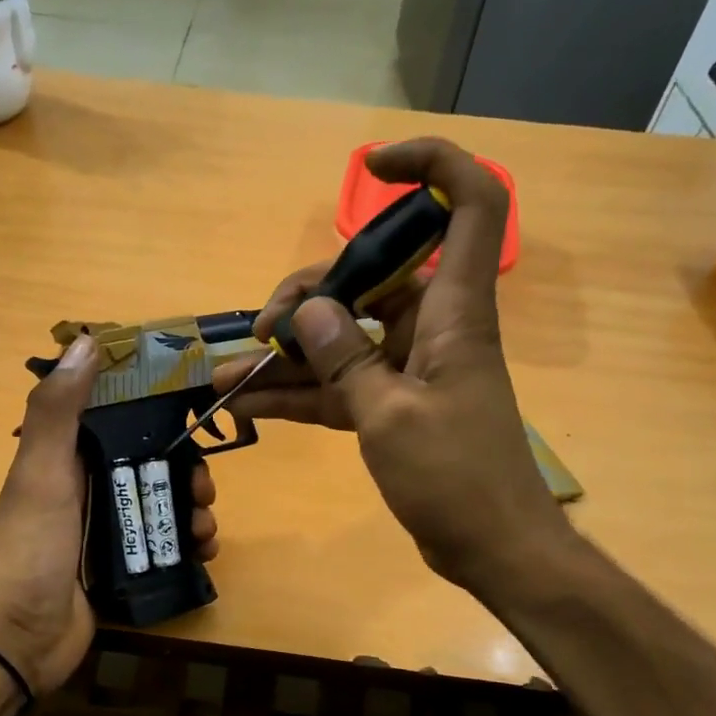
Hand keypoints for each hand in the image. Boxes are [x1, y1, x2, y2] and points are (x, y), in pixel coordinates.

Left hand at [0, 334, 219, 695]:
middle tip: (205, 488)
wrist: (18, 639)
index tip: (193, 408)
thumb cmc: (30, 549)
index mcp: (66, 458)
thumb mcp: (40, 473)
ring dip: (192, 509)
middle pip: (149, 463)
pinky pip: (164, 544)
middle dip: (185, 470)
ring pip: (162, 504)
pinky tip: (204, 551)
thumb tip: (86, 340)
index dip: (154, 409)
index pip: (117, 417)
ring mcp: (104, 529)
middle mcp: (87, 487)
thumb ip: (58, 410)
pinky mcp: (120, 566)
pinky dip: (188, 544)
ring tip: (205, 528)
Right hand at [209, 137, 564, 594]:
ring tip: (223, 374)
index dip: (430, 167)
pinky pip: (337, 388)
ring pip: (341, 340)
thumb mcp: (391, 417)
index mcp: (453, 311)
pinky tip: (244, 406)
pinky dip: (296, 395)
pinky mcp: (390, 408)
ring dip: (285, 356)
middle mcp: (431, 328)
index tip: (372, 166)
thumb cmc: (456, 477)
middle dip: (307, 298)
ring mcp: (408, 369)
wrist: (491, 548)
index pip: (468, 206)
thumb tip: (308, 311)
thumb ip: (346, 360)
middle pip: (368, 280)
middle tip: (260, 333)